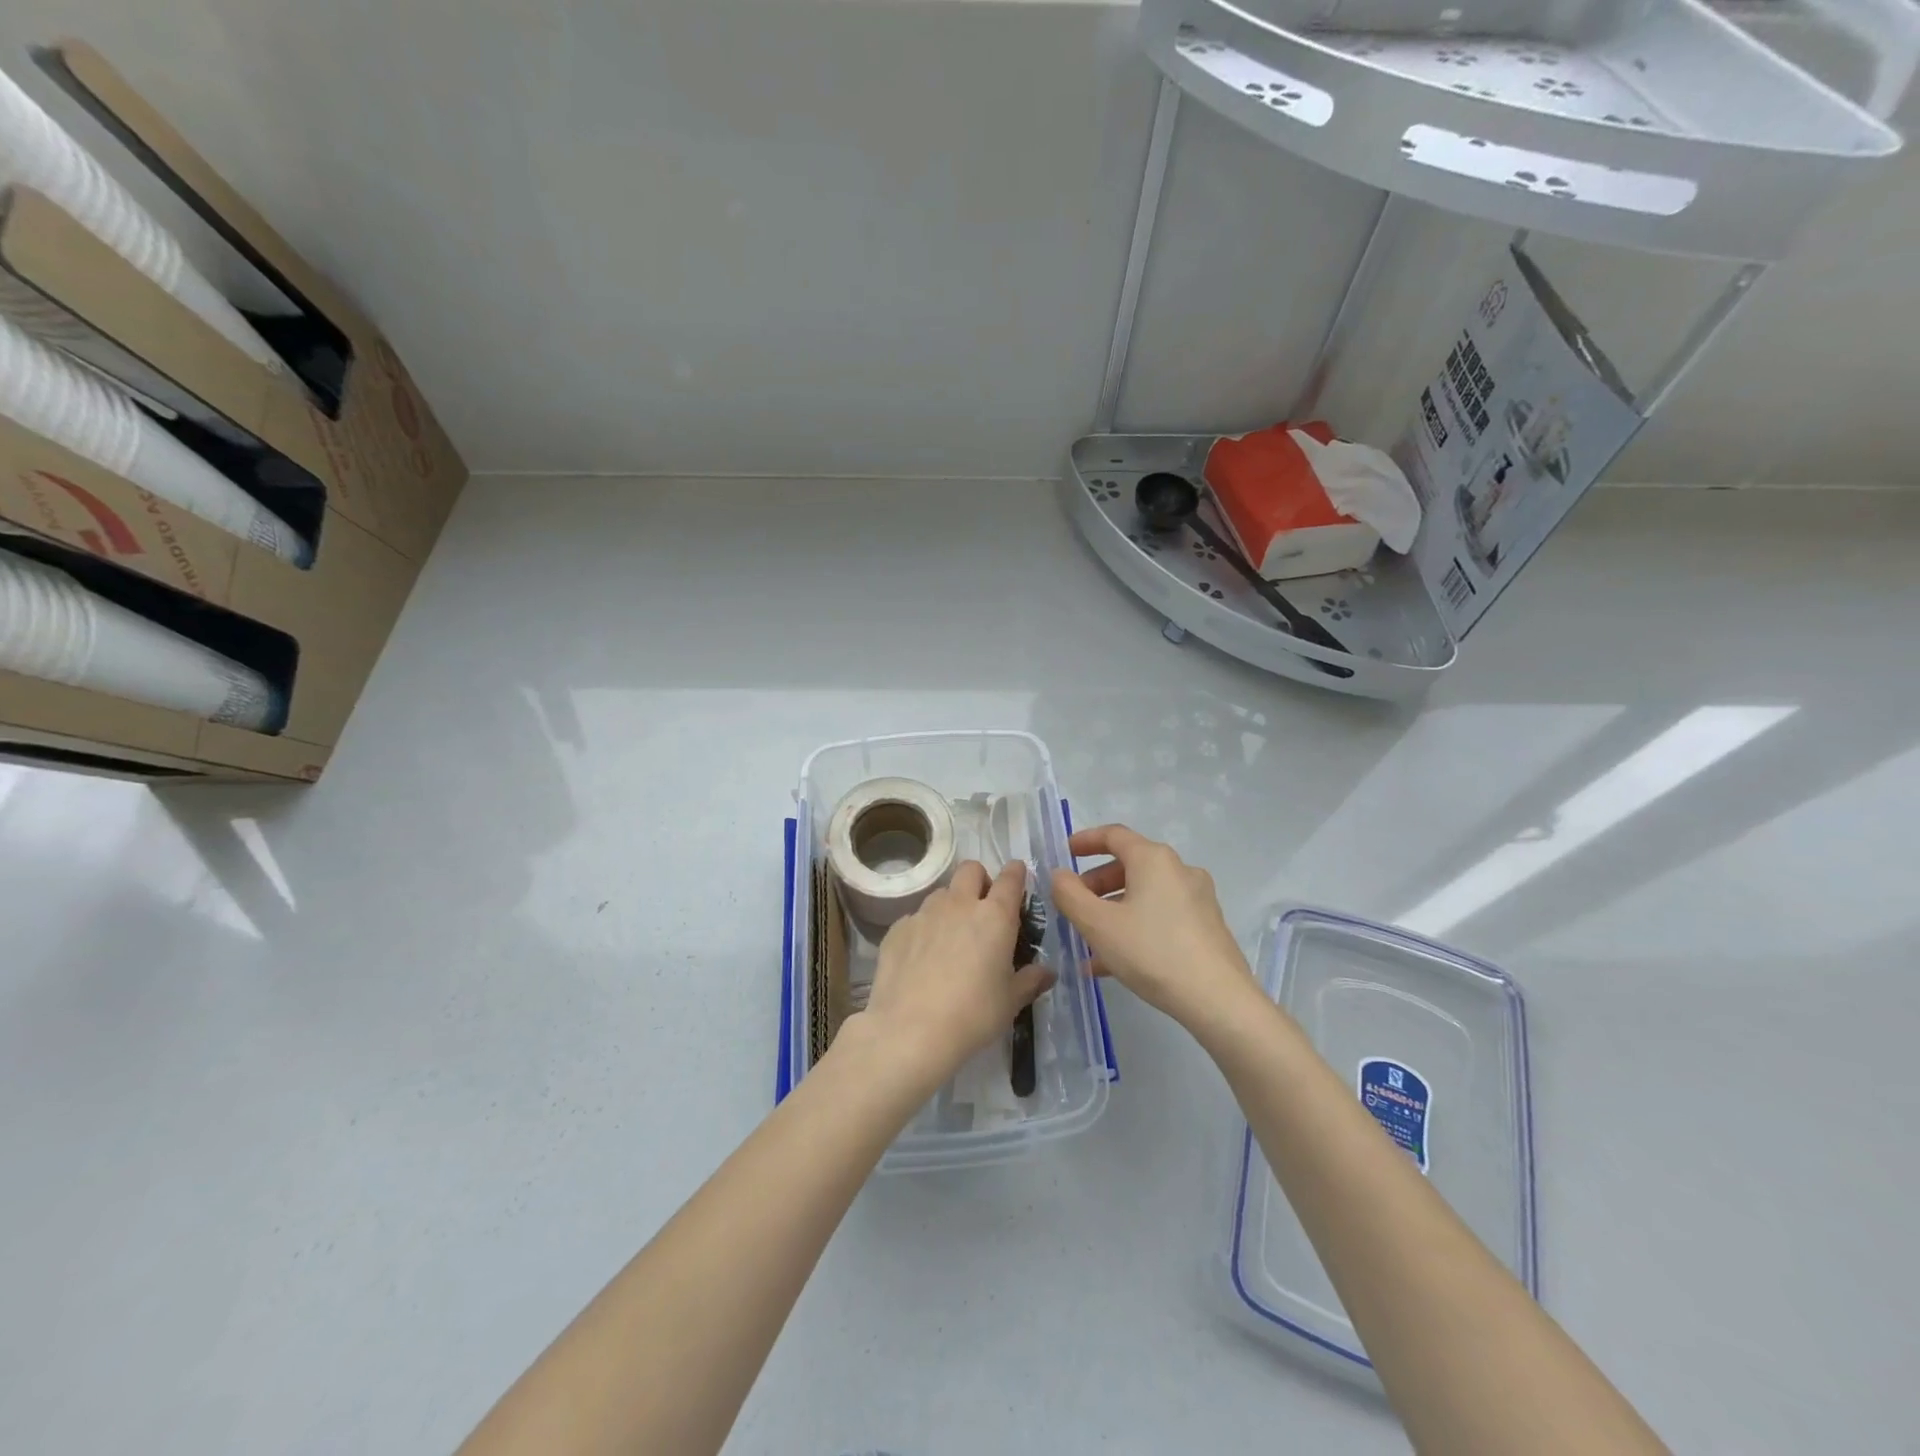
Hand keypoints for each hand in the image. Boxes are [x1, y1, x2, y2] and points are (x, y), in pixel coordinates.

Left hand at [856, 860, 1053, 1085]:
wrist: (909, 1030)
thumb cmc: (973, 1015)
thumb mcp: (1010, 1002)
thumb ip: (1030, 981)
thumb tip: (1048, 972)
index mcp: (994, 916)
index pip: (1010, 878)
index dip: (1016, 873)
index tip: (1018, 877)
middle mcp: (959, 904)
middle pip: (971, 869)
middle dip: (980, 880)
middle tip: (984, 908)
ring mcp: (924, 913)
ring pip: (942, 892)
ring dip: (951, 904)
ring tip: (951, 937)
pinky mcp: (897, 928)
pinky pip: (916, 917)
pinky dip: (924, 929)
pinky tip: (922, 958)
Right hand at [1050, 825, 1256, 1032]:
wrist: (1218, 1000)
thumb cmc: (1152, 952)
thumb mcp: (1098, 924)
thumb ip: (1070, 895)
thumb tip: (1060, 875)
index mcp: (1153, 859)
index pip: (1114, 835)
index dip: (1085, 841)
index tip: (1064, 853)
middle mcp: (1179, 870)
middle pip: (1129, 866)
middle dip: (1096, 884)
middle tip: (1073, 905)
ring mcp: (1197, 899)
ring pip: (1144, 895)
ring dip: (1112, 910)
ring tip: (1088, 941)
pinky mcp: (1206, 926)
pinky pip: (1160, 916)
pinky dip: (1134, 927)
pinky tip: (1114, 962)